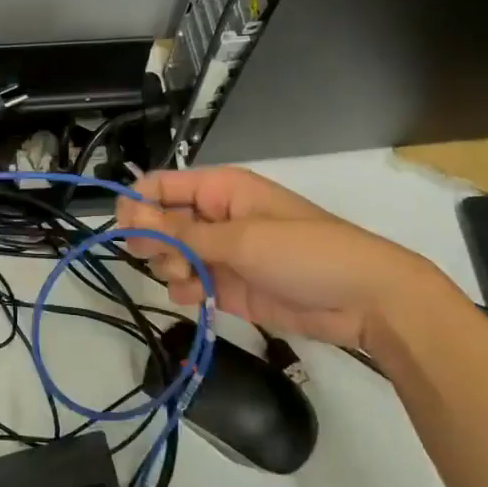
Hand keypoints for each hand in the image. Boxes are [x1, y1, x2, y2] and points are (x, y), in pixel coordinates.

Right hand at [115, 167, 449, 348]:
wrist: (364, 300)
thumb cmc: (305, 252)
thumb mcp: (239, 238)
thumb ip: (181, 231)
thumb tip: (128, 215)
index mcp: (220, 189)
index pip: (161, 186)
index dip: (137, 204)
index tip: (122, 230)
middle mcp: (215, 217)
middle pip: (160, 222)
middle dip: (153, 240)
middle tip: (161, 258)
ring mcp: (222, 253)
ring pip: (171, 255)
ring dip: (171, 268)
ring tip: (192, 280)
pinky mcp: (229, 286)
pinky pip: (191, 284)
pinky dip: (187, 291)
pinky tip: (198, 296)